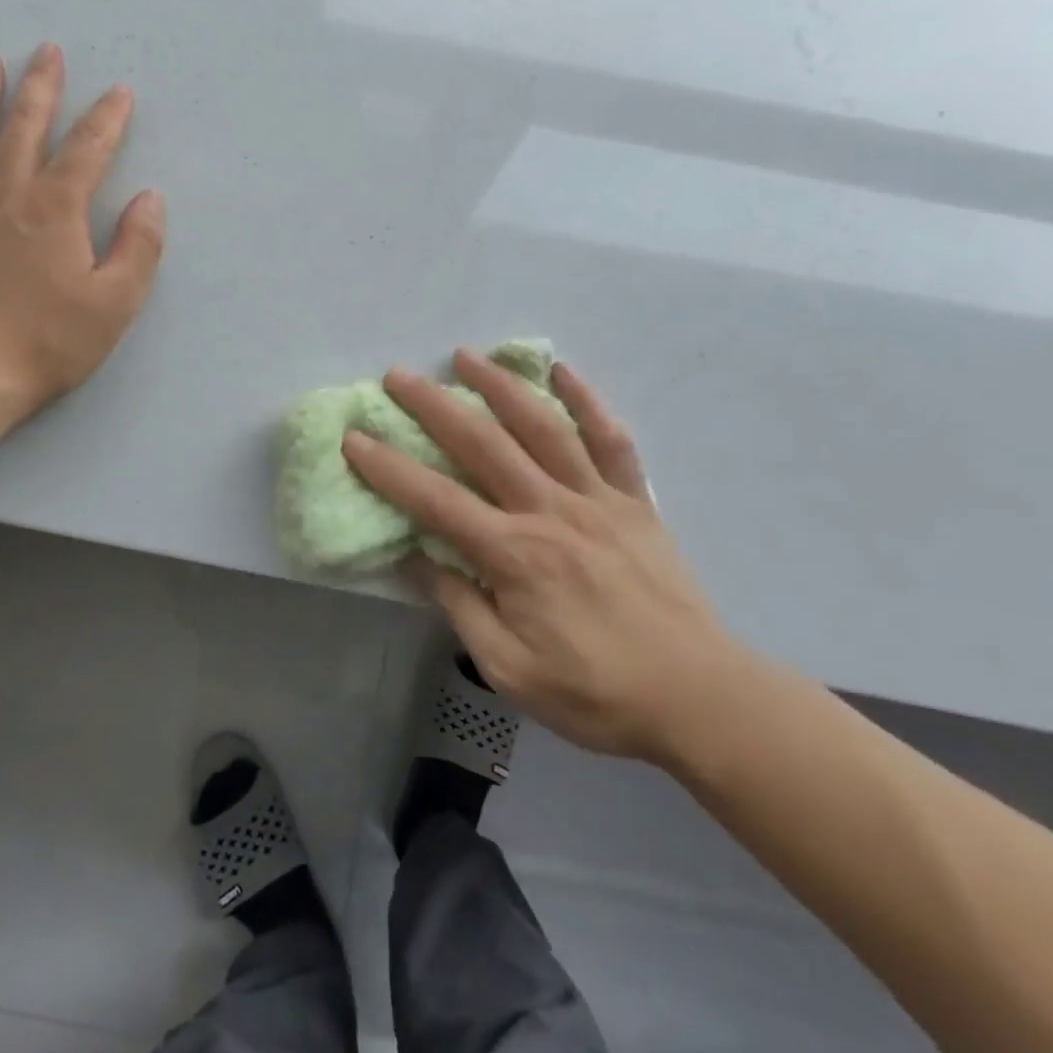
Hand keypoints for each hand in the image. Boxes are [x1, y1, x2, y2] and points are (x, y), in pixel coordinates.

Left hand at [0, 43, 164, 414]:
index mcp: (57, 208)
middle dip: (41, 88)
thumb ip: (139, 246)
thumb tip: (149, 199)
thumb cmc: (50, 341)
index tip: (120, 92)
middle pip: (25, 127)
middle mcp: (7, 194)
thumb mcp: (116, 301)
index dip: (108, 118)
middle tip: (47, 51)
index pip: (88, 149)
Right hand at [342, 350, 752, 763]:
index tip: (354, 438)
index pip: (436, 500)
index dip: (389, 468)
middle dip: (433, 405)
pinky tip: (561, 371)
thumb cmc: (595, 692)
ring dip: (500, 385)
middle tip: (397, 376)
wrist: (697, 697)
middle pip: (482, 444)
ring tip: (465, 355)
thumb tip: (415, 557)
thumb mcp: (509, 669)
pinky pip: (610, 440)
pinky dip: (587, 400)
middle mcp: (550, 512)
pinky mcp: (634, 501)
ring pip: (542, 426)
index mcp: (514, 555)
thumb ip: (460, 606)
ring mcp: (596, 499)